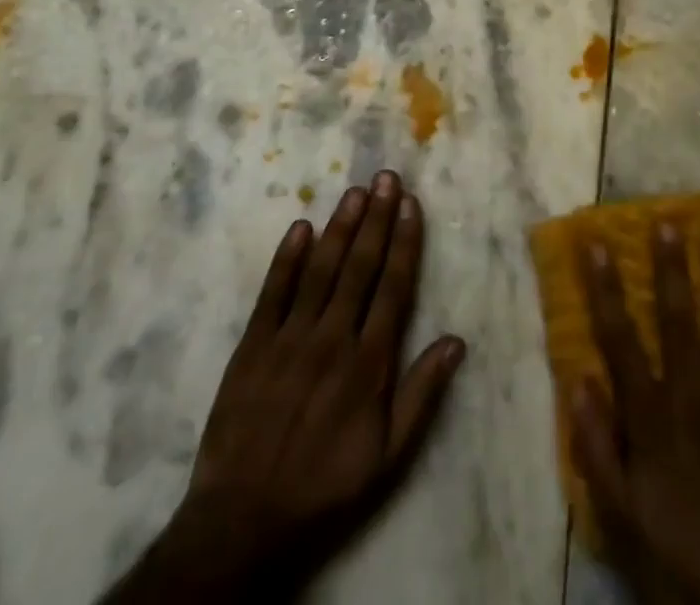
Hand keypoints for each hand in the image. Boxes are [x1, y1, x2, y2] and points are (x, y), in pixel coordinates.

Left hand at [105, 171, 465, 603]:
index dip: (404, 242)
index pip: (393, 287)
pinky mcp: (252, 345)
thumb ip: (422, 394)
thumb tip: (456, 341)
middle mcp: (333, 338)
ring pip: (321, 269)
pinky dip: (288, 258)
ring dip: (340, 227)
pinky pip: (273, 292)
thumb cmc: (325, 487)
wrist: (242, 522)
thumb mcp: (388, 456)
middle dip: (375, 218)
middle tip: (385, 177)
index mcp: (369, 363)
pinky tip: (301, 227)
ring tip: (354, 191)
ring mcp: (290, 338)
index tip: (410, 204)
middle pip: (360, 266)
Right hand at [571, 224, 699, 604]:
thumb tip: (579, 378)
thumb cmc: (673, 554)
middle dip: (670, 267)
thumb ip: (594, 444)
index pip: (619, 336)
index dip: (605, 287)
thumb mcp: (617, 511)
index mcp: (651, 413)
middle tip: (667, 221)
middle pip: (678, 319)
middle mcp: (693, 395)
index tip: (595, 243)